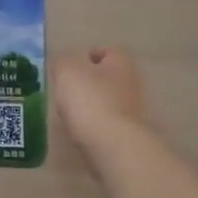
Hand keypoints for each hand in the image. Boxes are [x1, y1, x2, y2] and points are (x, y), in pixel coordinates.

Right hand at [52, 46, 148, 161]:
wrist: (114, 146)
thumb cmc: (90, 101)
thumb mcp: (66, 71)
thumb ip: (62, 62)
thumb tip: (64, 63)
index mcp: (121, 62)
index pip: (107, 51)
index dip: (88, 56)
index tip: (69, 67)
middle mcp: (133, 83)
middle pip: (110, 78)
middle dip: (91, 82)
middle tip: (68, 91)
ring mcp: (135, 111)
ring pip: (111, 102)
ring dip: (94, 106)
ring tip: (72, 114)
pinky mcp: (131, 135)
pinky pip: (110, 125)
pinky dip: (98, 127)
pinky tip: (83, 133)